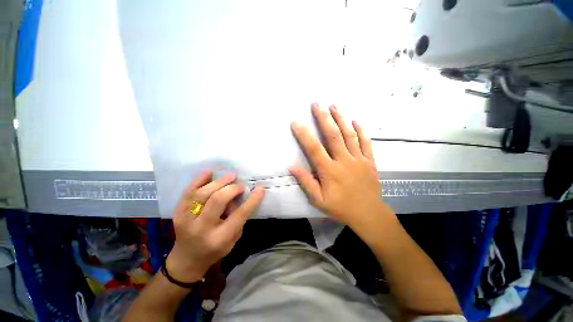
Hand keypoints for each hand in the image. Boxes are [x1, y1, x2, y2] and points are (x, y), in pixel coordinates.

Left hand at [166, 172, 264, 282]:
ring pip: (202, 194)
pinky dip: (199, 180)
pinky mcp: (177, 212)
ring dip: (218, 182)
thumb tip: (240, 195)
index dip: (251, 200)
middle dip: (232, 188)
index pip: (239, 215)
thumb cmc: (215, 250)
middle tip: (240, 185)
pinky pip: (187, 192)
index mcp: (219, 238)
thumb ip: (238, 218)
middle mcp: (201, 228)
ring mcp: (186, 219)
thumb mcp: (233, 239)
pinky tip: (209, 173)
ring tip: (230, 176)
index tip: (260, 188)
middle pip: (217, 200)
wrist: (186, 259)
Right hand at [290, 103, 391, 229]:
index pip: (314, 149)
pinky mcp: (370, 161)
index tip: (296, 122)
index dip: (304, 134)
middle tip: (317, 103)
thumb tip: (292, 167)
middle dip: (324, 118)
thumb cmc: (341, 207)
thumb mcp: (318, 200)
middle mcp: (344, 161)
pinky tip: (356, 120)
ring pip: (349, 135)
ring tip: (334, 106)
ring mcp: (359, 159)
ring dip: (341, 119)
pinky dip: (361, 130)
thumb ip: (306, 182)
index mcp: (330, 171)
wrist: (369, 214)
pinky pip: (366, 142)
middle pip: (333, 135)